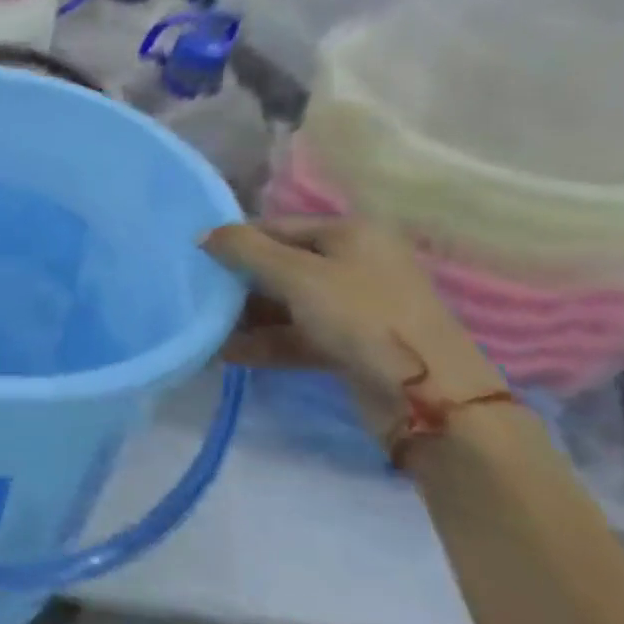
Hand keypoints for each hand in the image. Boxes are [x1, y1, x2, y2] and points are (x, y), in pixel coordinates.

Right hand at [202, 218, 506, 442]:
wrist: (428, 397)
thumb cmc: (362, 317)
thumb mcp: (297, 275)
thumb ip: (245, 250)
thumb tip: (203, 234)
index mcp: (350, 233)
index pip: (277, 226)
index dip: (236, 241)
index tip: (195, 260)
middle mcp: (354, 263)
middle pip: (279, 265)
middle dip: (238, 283)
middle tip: (196, 296)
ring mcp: (353, 306)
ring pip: (285, 304)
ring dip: (245, 317)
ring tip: (204, 330)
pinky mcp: (348, 344)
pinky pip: (295, 335)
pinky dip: (263, 342)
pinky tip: (225, 353)